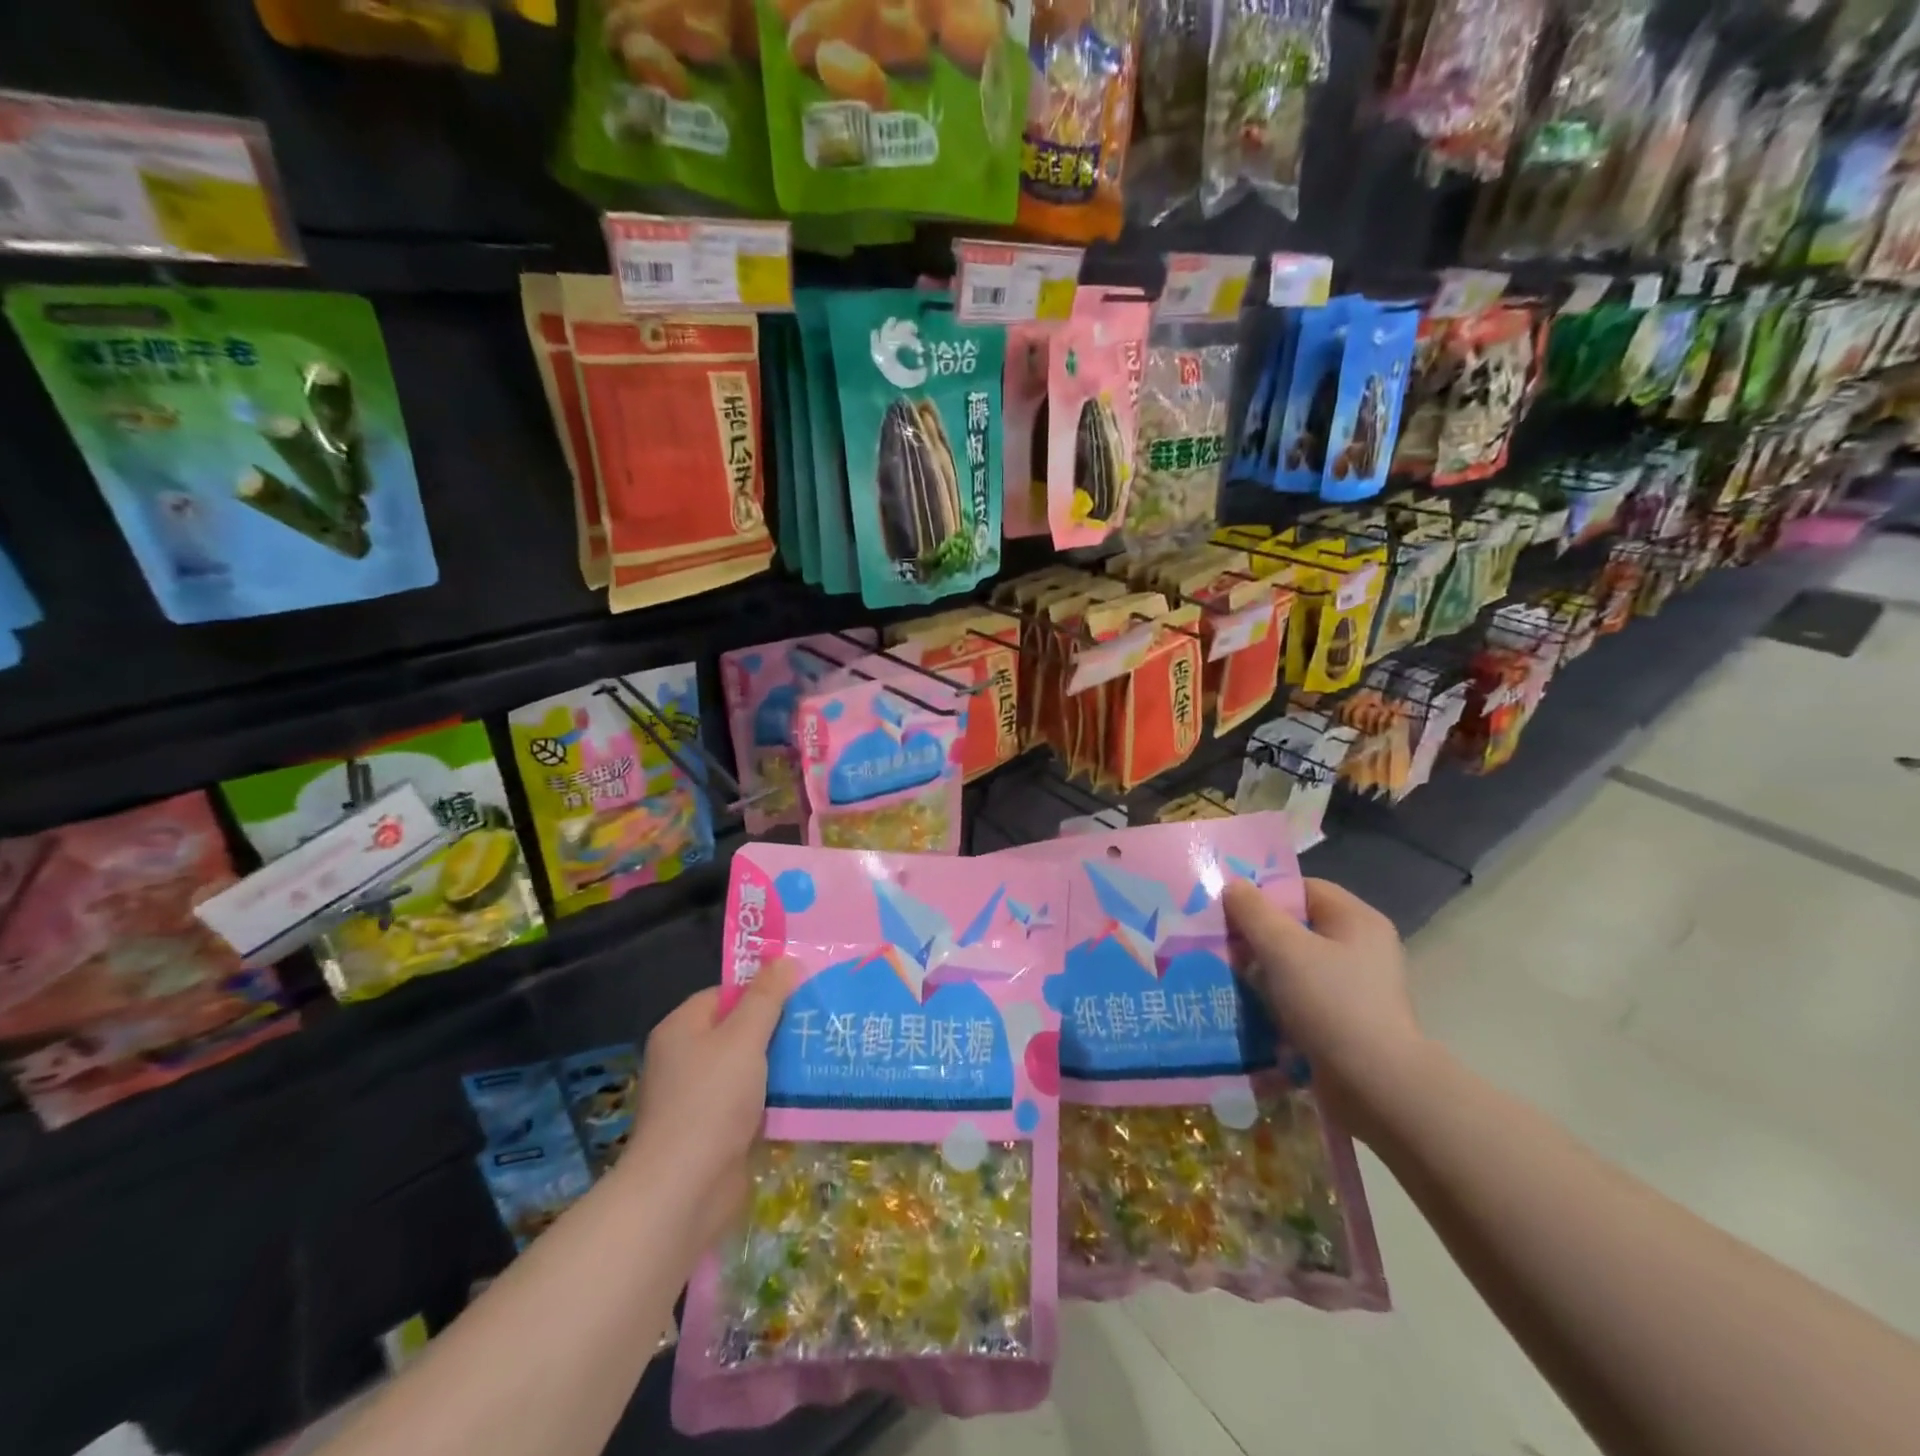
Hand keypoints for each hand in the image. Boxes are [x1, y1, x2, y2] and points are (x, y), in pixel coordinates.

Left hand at [627, 958, 795, 1248]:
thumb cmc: (710, 1102)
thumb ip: (766, 997)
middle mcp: (686, 1059)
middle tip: (820, 1018)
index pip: (726, 993)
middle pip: (739, 1029)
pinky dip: (775, 1097)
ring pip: (749, 1067)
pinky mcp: (715, 1131)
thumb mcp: (744, 1038)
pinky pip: (751, 1101)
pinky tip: (808, 1093)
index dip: (762, 989)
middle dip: (778, 1026)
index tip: (802, 989)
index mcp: (682, 1028)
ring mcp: (699, 1098)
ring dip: (781, 1063)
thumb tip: (784, 959)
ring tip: (823, 1051)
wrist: (683, 1192)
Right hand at [1222, 878, 1424, 1137]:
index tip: (1229, 912)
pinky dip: (1277, 1003)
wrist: (1377, 1087)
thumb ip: (1254, 912)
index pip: (1303, 889)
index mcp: (1356, 920)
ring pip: (1296, 966)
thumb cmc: (1331, 1004)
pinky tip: (1249, 1012)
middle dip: (1257, 937)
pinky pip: (1303, 999)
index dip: (1264, 895)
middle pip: (1297, 928)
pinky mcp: (1347, 1022)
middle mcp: (1362, 949)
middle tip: (1221, 947)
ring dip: (1262, 973)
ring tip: (1227, 980)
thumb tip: (1233, 886)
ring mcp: (1356, 988)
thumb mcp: (1283, 949)